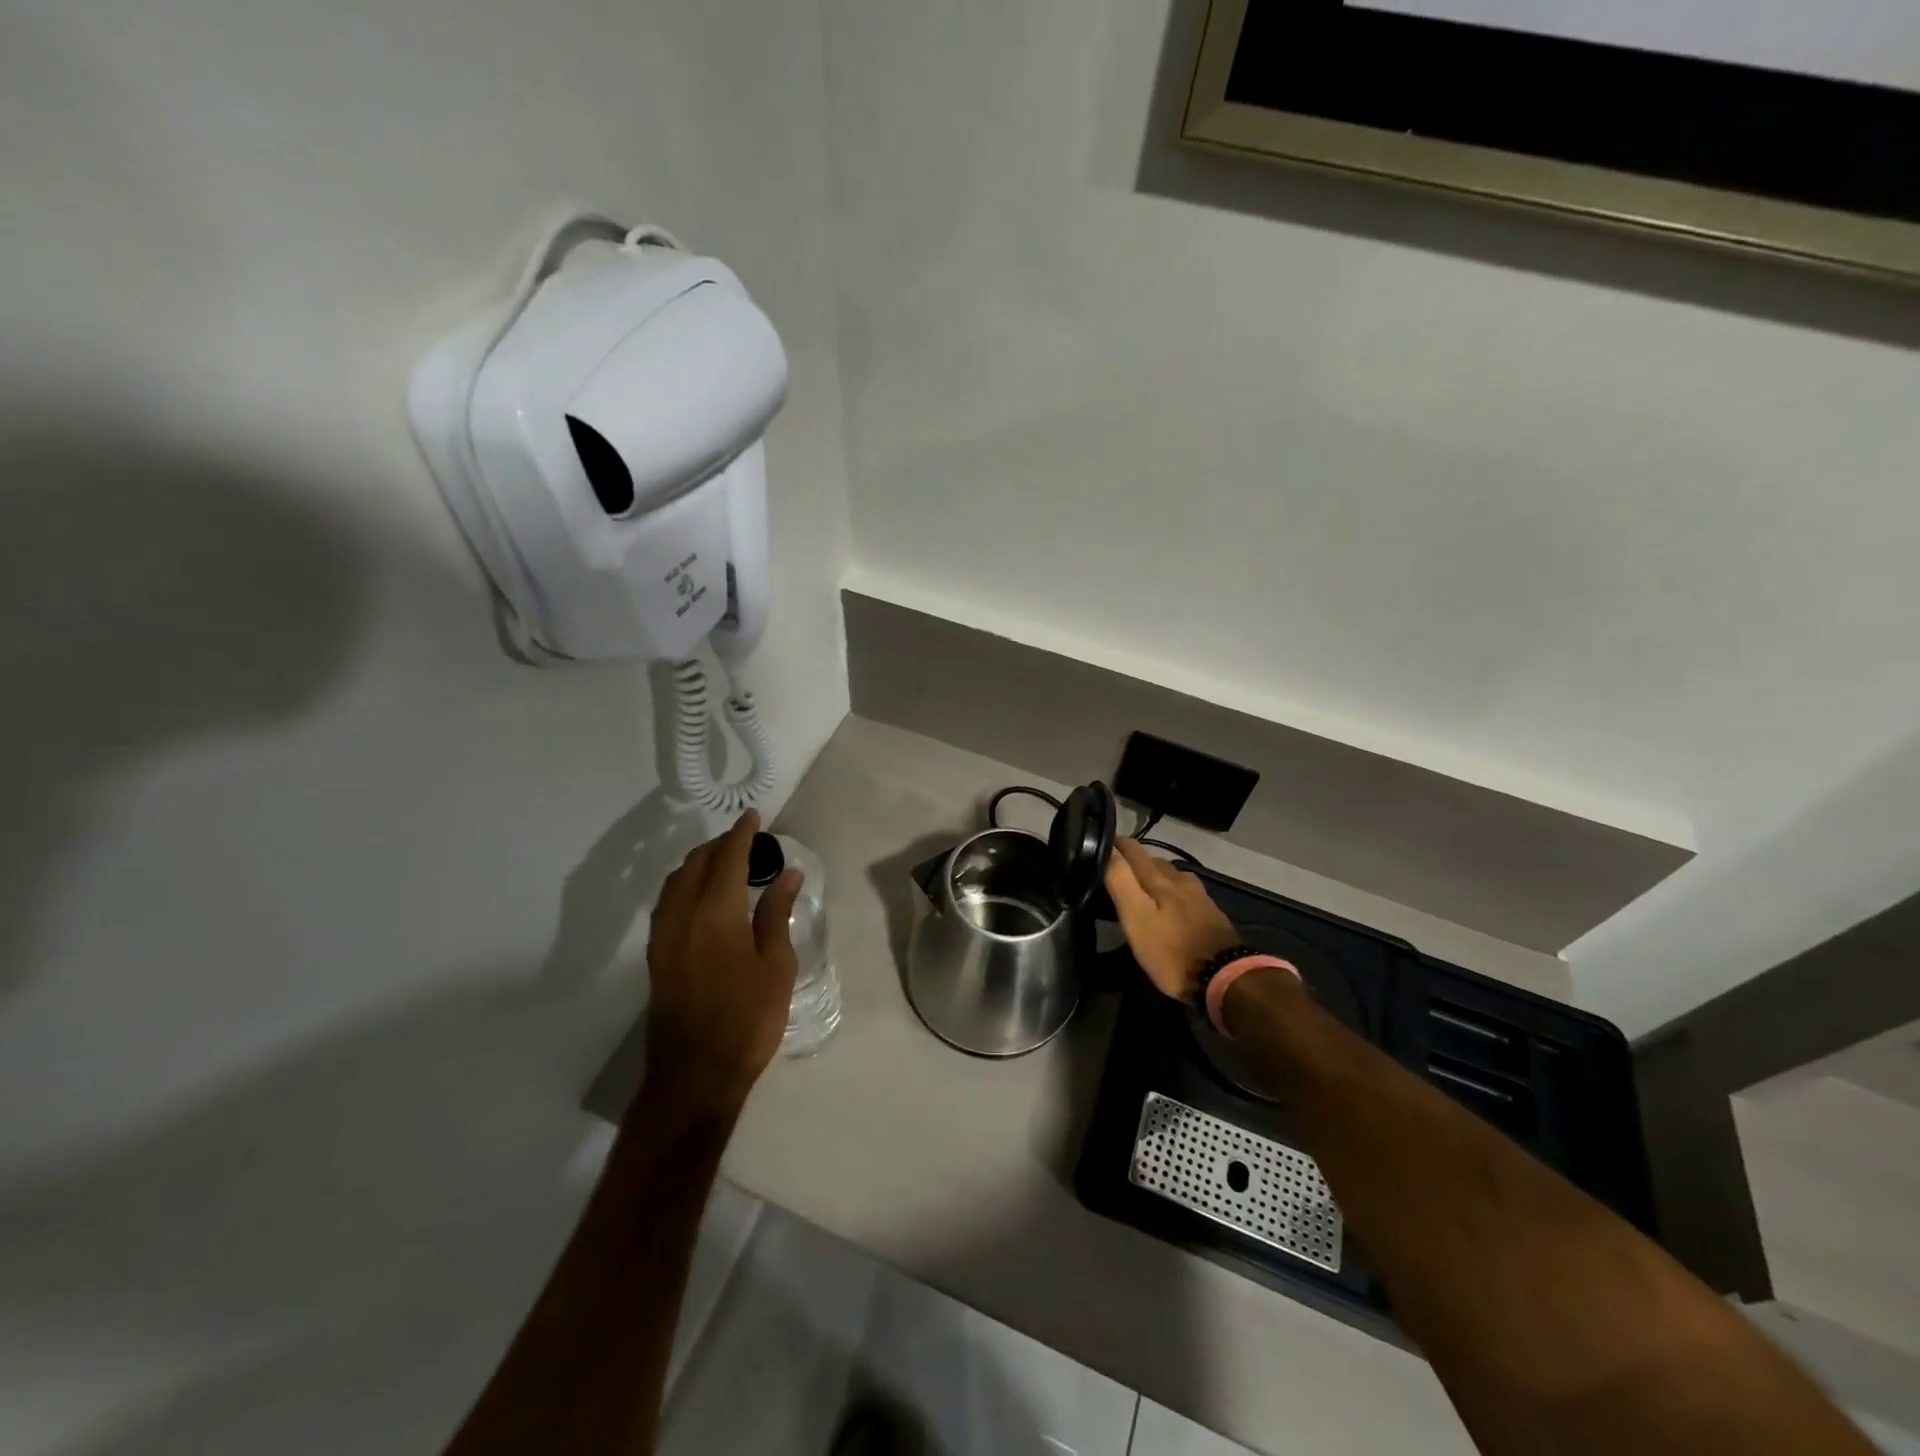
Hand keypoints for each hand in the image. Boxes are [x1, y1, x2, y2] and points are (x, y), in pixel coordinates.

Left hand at [643, 810, 803, 1118]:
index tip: (754, 816)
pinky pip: (668, 902)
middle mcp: (682, 915)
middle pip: (696, 864)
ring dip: (699, 863)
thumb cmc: (747, 1018)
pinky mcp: (656, 955)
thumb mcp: (776, 964)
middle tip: (746, 841)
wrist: (695, 1074)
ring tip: (725, 863)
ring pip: (676, 881)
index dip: (742, 834)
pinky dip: (685, 885)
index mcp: (716, 913)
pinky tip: (702, 896)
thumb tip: (788, 874)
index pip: (728, 858)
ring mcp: (663, 936)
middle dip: (720, 845)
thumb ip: (777, 913)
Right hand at [1104, 838, 1238, 1000]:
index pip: (1133, 850)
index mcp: (1160, 879)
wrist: (1225, 979)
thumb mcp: (1137, 918)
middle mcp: (1181, 880)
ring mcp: (1199, 896)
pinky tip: (1169, 905)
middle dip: (1133, 861)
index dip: (1114, 845)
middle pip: (1153, 860)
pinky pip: (1185, 891)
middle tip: (1115, 872)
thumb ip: (1121, 881)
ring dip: (1154, 875)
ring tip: (1141, 888)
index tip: (1098, 847)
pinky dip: (1171, 891)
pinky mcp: (1211, 913)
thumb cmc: (1171, 951)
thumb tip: (1108, 849)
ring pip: (1171, 875)